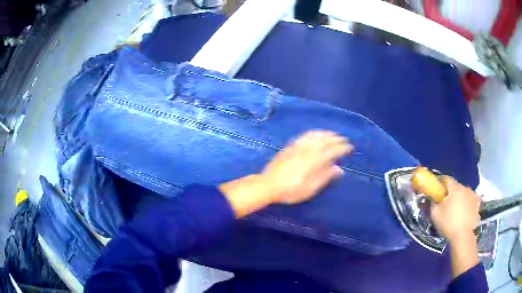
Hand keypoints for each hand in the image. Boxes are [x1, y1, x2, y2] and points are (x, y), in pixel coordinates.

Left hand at [261, 130, 352, 203]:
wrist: (268, 185)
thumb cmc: (290, 190)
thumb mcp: (310, 188)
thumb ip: (325, 177)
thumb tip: (339, 169)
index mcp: (313, 160)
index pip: (332, 150)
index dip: (342, 147)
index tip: (350, 147)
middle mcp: (307, 150)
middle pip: (324, 139)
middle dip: (336, 138)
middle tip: (343, 140)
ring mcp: (297, 146)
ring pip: (314, 135)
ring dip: (325, 133)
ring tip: (332, 135)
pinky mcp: (289, 146)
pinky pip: (305, 135)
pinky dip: (314, 133)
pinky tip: (315, 135)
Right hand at [430, 176, 480, 278]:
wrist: (463, 236)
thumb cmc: (448, 223)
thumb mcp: (435, 214)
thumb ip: (433, 202)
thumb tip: (434, 197)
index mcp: (454, 188)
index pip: (446, 179)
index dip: (439, 182)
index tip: (435, 189)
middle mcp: (465, 187)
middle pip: (455, 186)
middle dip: (450, 192)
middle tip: (444, 202)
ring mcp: (472, 195)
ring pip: (463, 193)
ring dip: (458, 197)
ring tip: (455, 209)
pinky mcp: (477, 203)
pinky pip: (469, 200)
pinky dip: (466, 203)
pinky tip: (463, 212)